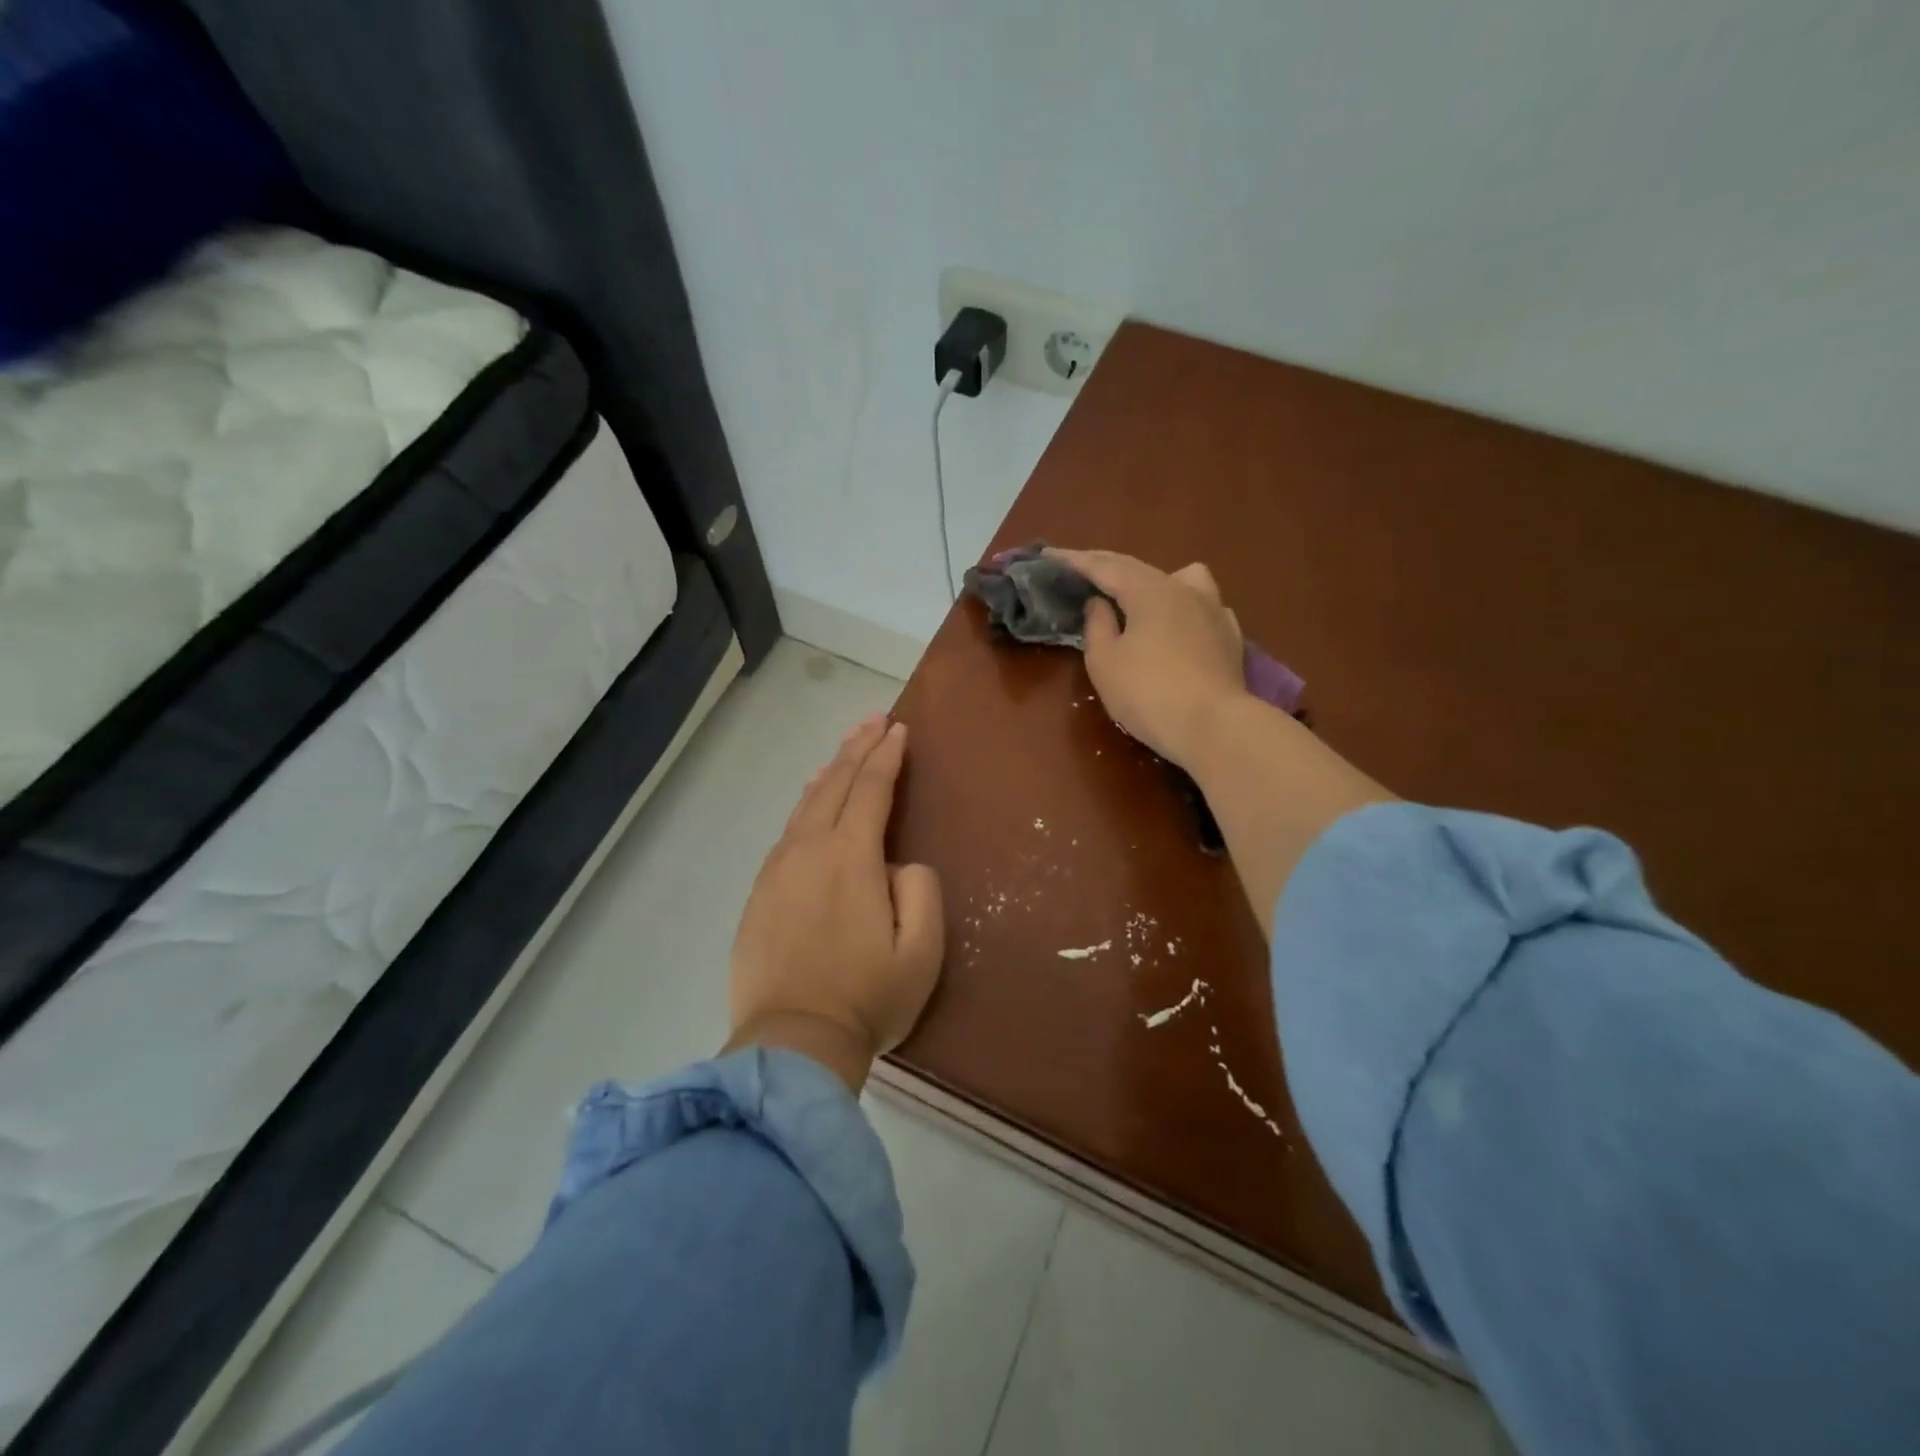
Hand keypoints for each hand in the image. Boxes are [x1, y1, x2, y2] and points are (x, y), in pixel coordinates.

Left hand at [722, 716, 943, 1092]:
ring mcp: (777, 871)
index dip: (886, 756)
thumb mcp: (921, 951)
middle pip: (834, 785)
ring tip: (844, 752)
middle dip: (857, 748)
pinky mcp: (759, 894)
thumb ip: (920, 891)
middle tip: (874, 720)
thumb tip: (897, 865)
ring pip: (806, 805)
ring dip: (829, 772)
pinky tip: (809, 802)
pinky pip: (786, 832)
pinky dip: (804, 805)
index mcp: (850, 858)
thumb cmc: (867, 999)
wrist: (791, 1044)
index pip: (870, 790)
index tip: (899, 729)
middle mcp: (808, 851)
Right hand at [1046, 549, 1247, 770]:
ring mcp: (1214, 610)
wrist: (1214, 727)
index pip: (1104, 567)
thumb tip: (1100, 604)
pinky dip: (1183, 607)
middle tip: (1081, 569)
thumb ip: (1097, 626)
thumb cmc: (1148, 694)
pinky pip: (1203, 606)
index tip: (1049, 555)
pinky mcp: (1230, 636)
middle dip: (1107, 567)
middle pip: (1140, 569)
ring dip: (1155, 580)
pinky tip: (1179, 624)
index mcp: (1149, 590)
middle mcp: (1184, 589)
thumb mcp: (1105, 662)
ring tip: (1140, 595)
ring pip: (1183, 578)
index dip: (1074, 561)